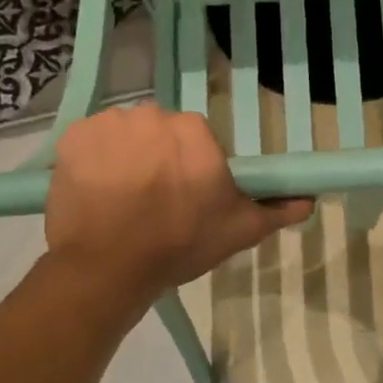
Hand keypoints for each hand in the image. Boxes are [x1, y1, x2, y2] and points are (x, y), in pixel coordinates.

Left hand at [45, 105, 311, 300]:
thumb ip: (276, 210)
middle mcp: (153, 115)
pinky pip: (91, 141)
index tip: (187, 197)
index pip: (198, 140)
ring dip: (127, 157)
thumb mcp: (239, 231)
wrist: (108, 267)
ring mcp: (109, 124)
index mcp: (195, 131)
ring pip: (126, 135)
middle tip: (155, 201)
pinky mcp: (73, 137)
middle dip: (160, 159)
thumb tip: (309, 199)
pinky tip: (98, 192)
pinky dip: (94, 160)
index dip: (194, 169)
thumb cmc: (180, 246)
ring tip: (124, 199)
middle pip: (161, 133)